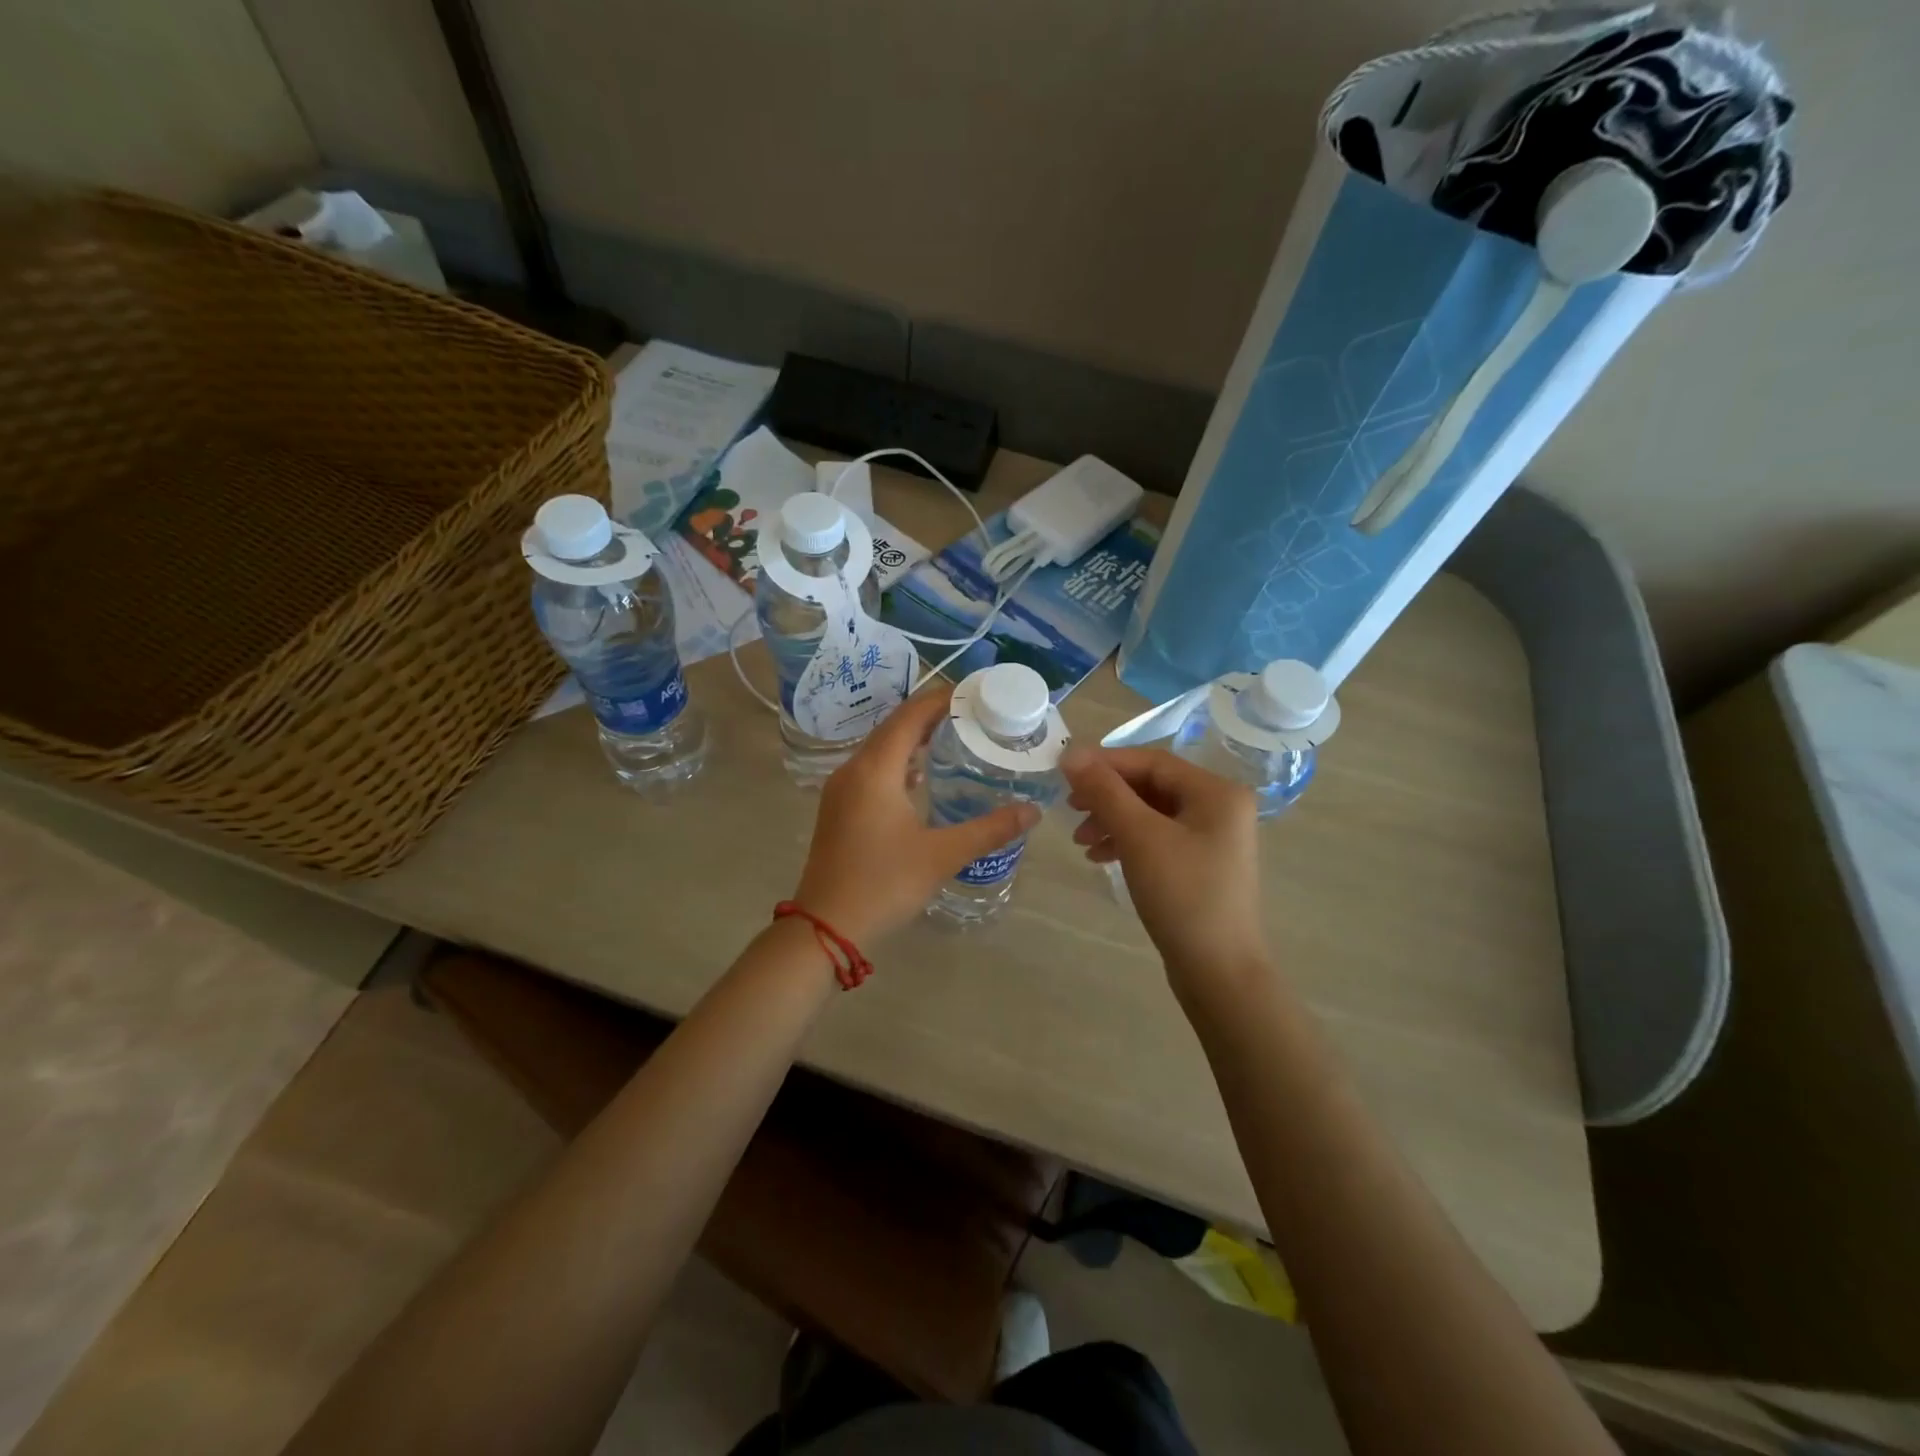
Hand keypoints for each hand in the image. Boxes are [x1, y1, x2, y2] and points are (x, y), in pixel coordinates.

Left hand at [792, 685, 1039, 945]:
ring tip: (953, 737)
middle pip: (894, 727)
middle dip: (931, 716)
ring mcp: (841, 790)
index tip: (975, 693)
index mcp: (875, 770)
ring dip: (913, 739)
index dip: (941, 699)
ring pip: (881, 749)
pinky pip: (872, 770)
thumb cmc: (883, 883)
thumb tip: (1032, 811)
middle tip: (973, 715)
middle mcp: (853, 770)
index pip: (910, 716)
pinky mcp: (839, 809)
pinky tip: (920, 777)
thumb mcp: (942, 855)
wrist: (825, 926)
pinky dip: (898, 763)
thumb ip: (989, 830)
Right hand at [1062, 746, 1268, 997]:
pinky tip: (1100, 857)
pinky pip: (1157, 838)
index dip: (1105, 763)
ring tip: (1081, 841)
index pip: (1152, 761)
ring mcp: (1212, 838)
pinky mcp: (1201, 865)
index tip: (1064, 773)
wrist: (1218, 971)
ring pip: (1151, 814)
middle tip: (1070, 809)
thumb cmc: (1182, 895)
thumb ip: (1105, 791)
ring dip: (1112, 820)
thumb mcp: (1139, 836)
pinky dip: (1127, 842)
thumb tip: (1071, 753)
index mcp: (1216, 792)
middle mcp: (1220, 807)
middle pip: (1151, 786)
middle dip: (1107, 796)